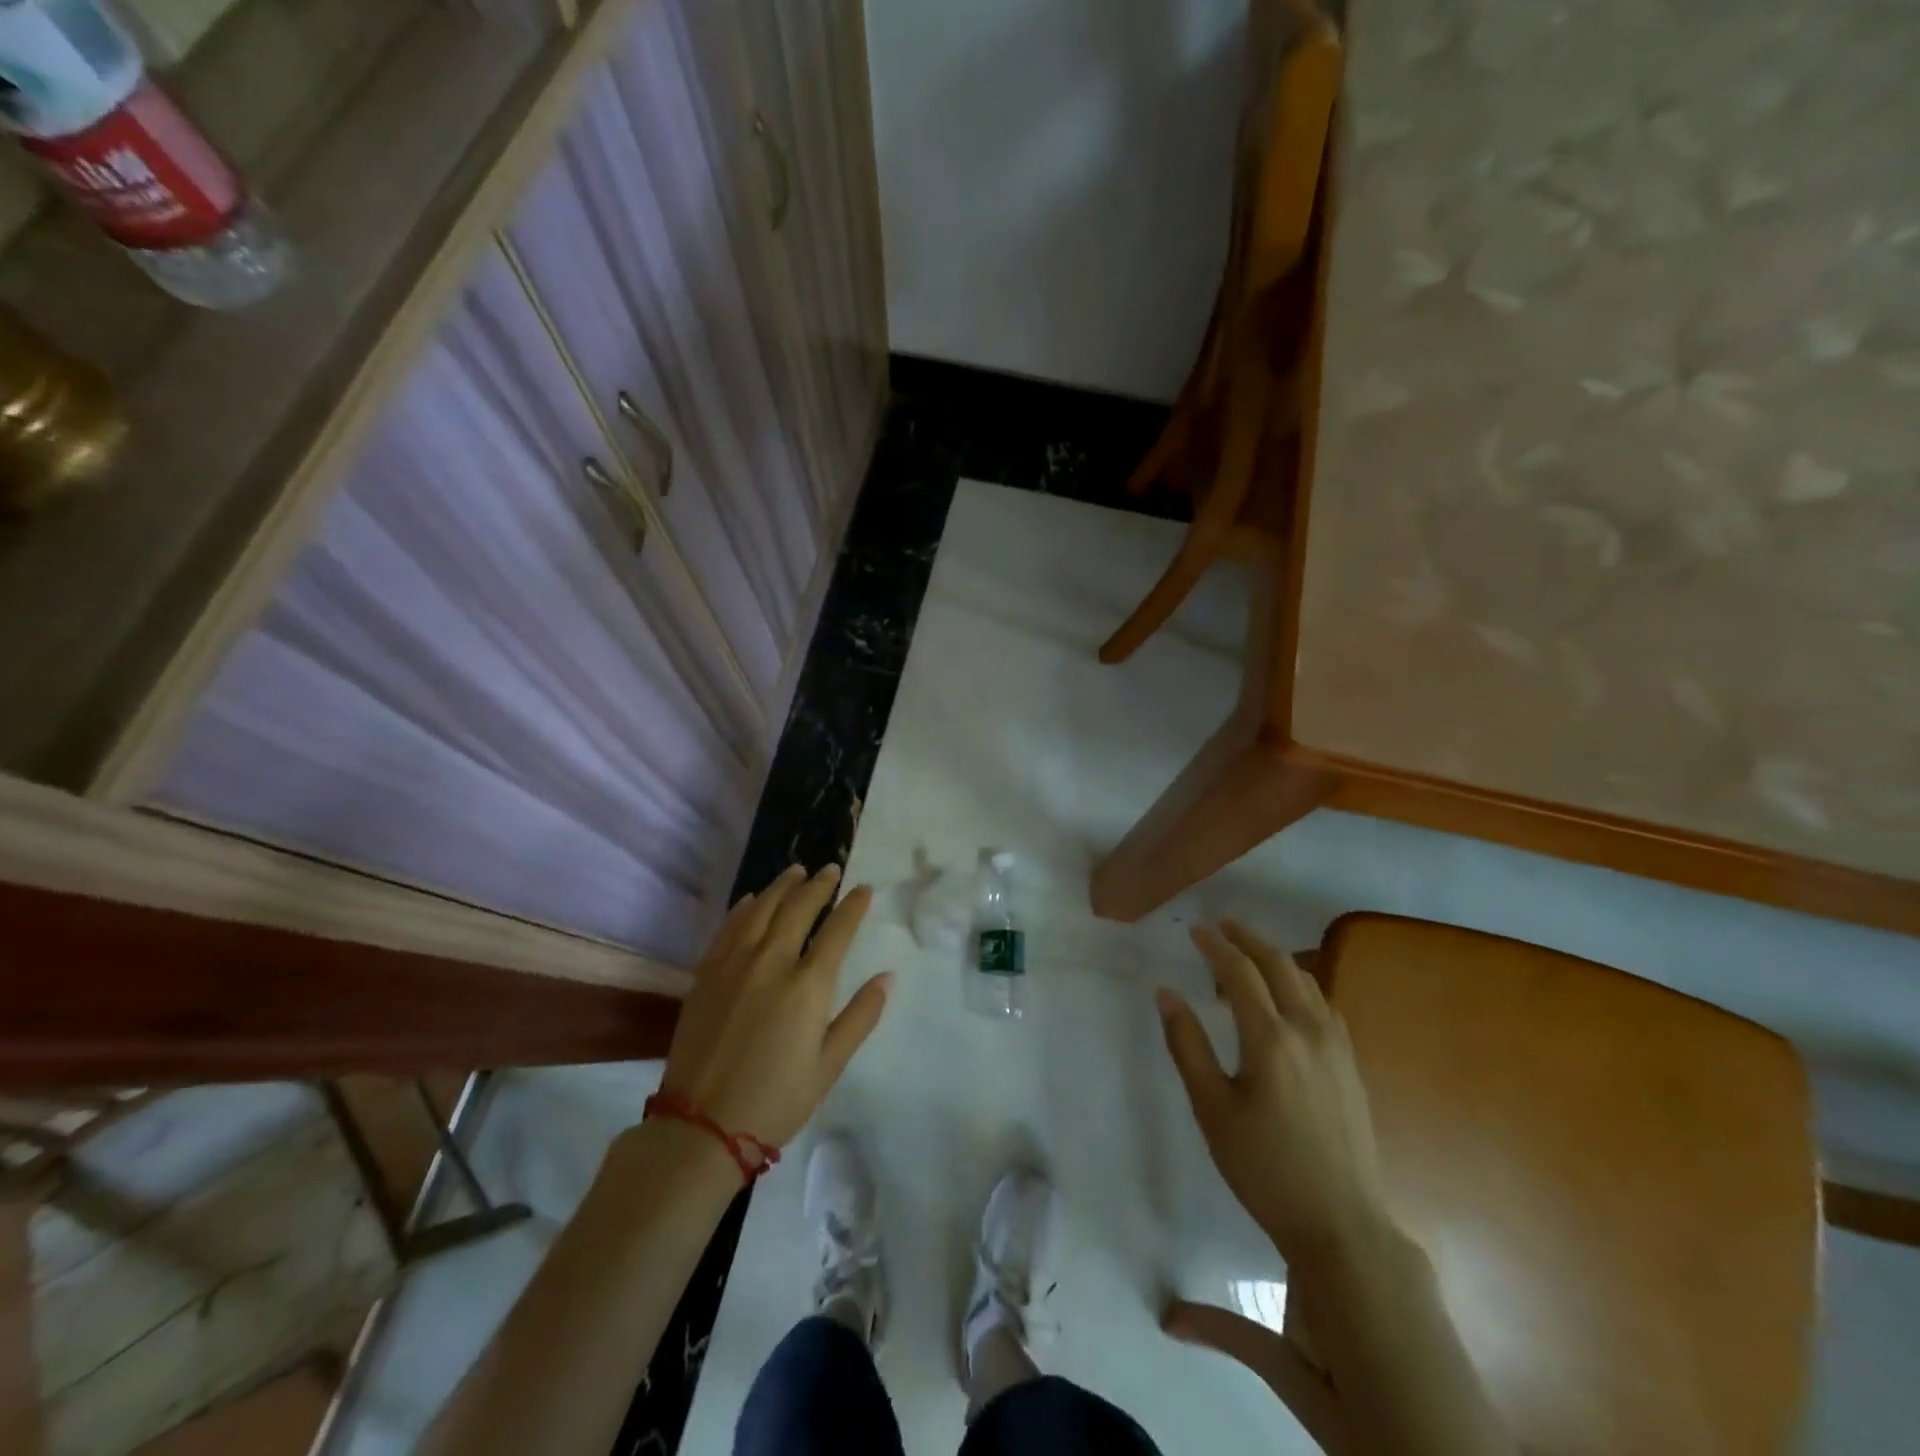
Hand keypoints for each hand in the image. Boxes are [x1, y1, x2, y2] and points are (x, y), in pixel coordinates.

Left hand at [661, 864, 890, 1150]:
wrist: (700, 1127)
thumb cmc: (776, 1101)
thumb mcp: (829, 1065)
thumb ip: (860, 1016)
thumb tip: (886, 977)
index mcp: (807, 986)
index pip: (837, 931)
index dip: (853, 906)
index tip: (864, 889)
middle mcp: (771, 963)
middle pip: (798, 909)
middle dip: (819, 885)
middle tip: (831, 869)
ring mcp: (734, 965)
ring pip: (761, 909)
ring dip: (782, 887)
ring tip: (796, 872)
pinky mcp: (706, 974)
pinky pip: (728, 928)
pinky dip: (744, 908)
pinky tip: (752, 900)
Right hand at [1158, 921, 1388, 1261]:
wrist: (1341, 1224)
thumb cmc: (1264, 1168)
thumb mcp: (1211, 1109)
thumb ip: (1187, 1046)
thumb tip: (1167, 994)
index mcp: (1270, 1039)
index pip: (1239, 972)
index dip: (1215, 945)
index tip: (1194, 929)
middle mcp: (1308, 1030)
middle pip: (1279, 964)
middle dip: (1248, 939)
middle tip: (1221, 925)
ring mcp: (1337, 1046)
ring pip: (1307, 980)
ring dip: (1275, 957)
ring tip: (1248, 954)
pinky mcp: (1351, 1064)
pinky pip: (1323, 1003)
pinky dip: (1300, 983)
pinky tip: (1288, 996)